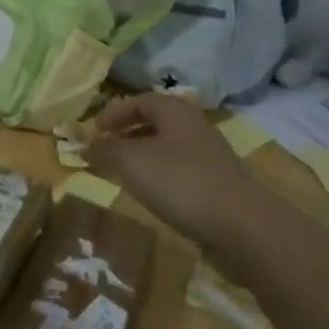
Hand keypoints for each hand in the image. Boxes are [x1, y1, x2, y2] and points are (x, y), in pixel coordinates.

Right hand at [85, 92, 270, 251]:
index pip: (139, 101)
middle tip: (106, 152)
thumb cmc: (180, 181)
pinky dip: (162, 179)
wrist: (244, 227)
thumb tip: (84, 147)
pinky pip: (182, 174)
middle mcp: (195, 128)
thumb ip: (105, 151)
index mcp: (175, 111)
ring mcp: (211, 158)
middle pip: (155, 124)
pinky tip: (154, 198)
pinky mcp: (220, 187)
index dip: (114, 113)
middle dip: (127, 136)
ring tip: (124, 176)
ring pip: (168, 150)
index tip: (95, 131)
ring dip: (143, 159)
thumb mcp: (131, 162)